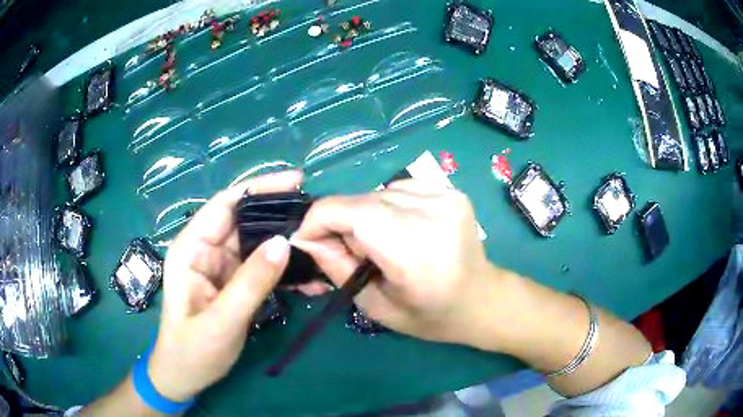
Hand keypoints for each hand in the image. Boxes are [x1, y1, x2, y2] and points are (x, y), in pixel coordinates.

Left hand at [147, 171, 301, 400]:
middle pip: (244, 219)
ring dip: (285, 241)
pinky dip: (283, 266)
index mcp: (191, 248)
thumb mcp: (221, 320)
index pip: (225, 204)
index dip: (259, 188)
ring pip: (256, 242)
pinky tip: (307, 272)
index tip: (297, 181)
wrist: (186, 376)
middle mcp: (205, 249)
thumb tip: (284, 242)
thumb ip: (250, 283)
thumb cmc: (193, 350)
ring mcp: (221, 266)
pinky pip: (261, 265)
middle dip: (279, 214)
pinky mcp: (234, 282)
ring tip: (319, 240)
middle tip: (316, 214)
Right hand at [292, 179, 499, 344]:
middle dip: (341, 223)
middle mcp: (431, 212)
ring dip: (365, 215)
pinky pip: (399, 189)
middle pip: (361, 201)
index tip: (307, 241)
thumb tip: (306, 239)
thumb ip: (337, 268)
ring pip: (378, 193)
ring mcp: (445, 196)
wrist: (481, 299)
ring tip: (380, 244)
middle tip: (348, 252)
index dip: (317, 220)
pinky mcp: (450, 190)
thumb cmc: (430, 315)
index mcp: (414, 249)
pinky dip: (387, 207)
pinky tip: (400, 229)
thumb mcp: (376, 306)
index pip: (349, 211)